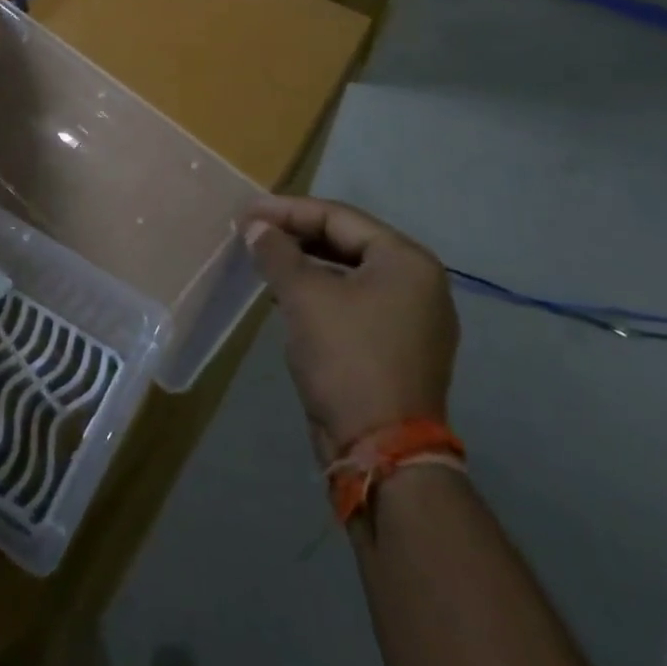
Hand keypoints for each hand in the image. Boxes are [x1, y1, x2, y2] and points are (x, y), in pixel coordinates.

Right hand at [243, 197, 458, 463]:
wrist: (381, 454)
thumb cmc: (346, 358)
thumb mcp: (303, 295)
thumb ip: (277, 251)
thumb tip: (257, 227)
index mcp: (407, 261)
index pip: (338, 217)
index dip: (288, 210)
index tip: (247, 211)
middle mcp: (419, 284)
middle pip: (346, 241)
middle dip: (296, 234)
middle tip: (253, 231)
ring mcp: (413, 319)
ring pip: (349, 273)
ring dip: (305, 263)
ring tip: (264, 258)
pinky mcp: (399, 348)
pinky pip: (355, 302)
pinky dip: (320, 292)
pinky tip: (287, 295)